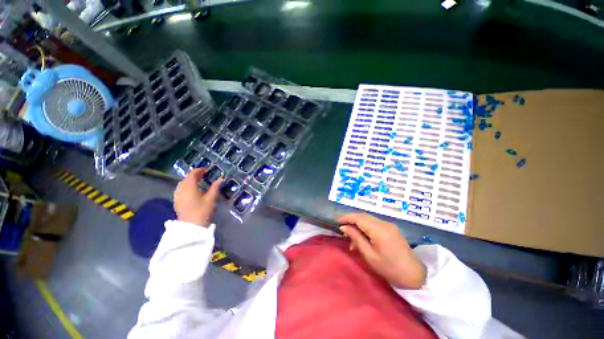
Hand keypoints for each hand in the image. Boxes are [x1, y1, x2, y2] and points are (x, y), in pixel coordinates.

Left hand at [174, 169, 222, 226]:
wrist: (191, 226)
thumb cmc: (202, 210)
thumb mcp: (211, 198)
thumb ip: (215, 187)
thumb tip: (221, 178)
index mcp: (189, 186)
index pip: (192, 174)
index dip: (199, 171)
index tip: (206, 170)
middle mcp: (181, 189)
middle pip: (186, 179)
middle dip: (194, 176)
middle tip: (203, 175)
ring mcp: (177, 196)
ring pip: (182, 184)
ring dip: (190, 181)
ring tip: (199, 182)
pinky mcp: (177, 202)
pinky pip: (181, 190)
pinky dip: (187, 187)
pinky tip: (193, 191)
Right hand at [339, 213, 425, 288]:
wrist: (414, 275)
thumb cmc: (389, 268)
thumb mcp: (369, 255)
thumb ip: (356, 238)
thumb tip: (344, 227)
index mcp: (379, 230)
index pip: (359, 218)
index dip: (347, 217)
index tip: (337, 221)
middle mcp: (384, 223)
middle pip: (363, 215)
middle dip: (351, 219)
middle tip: (342, 228)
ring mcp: (389, 225)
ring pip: (368, 219)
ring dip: (358, 224)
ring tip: (351, 237)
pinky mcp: (391, 228)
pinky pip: (374, 223)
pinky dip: (366, 227)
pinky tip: (362, 237)